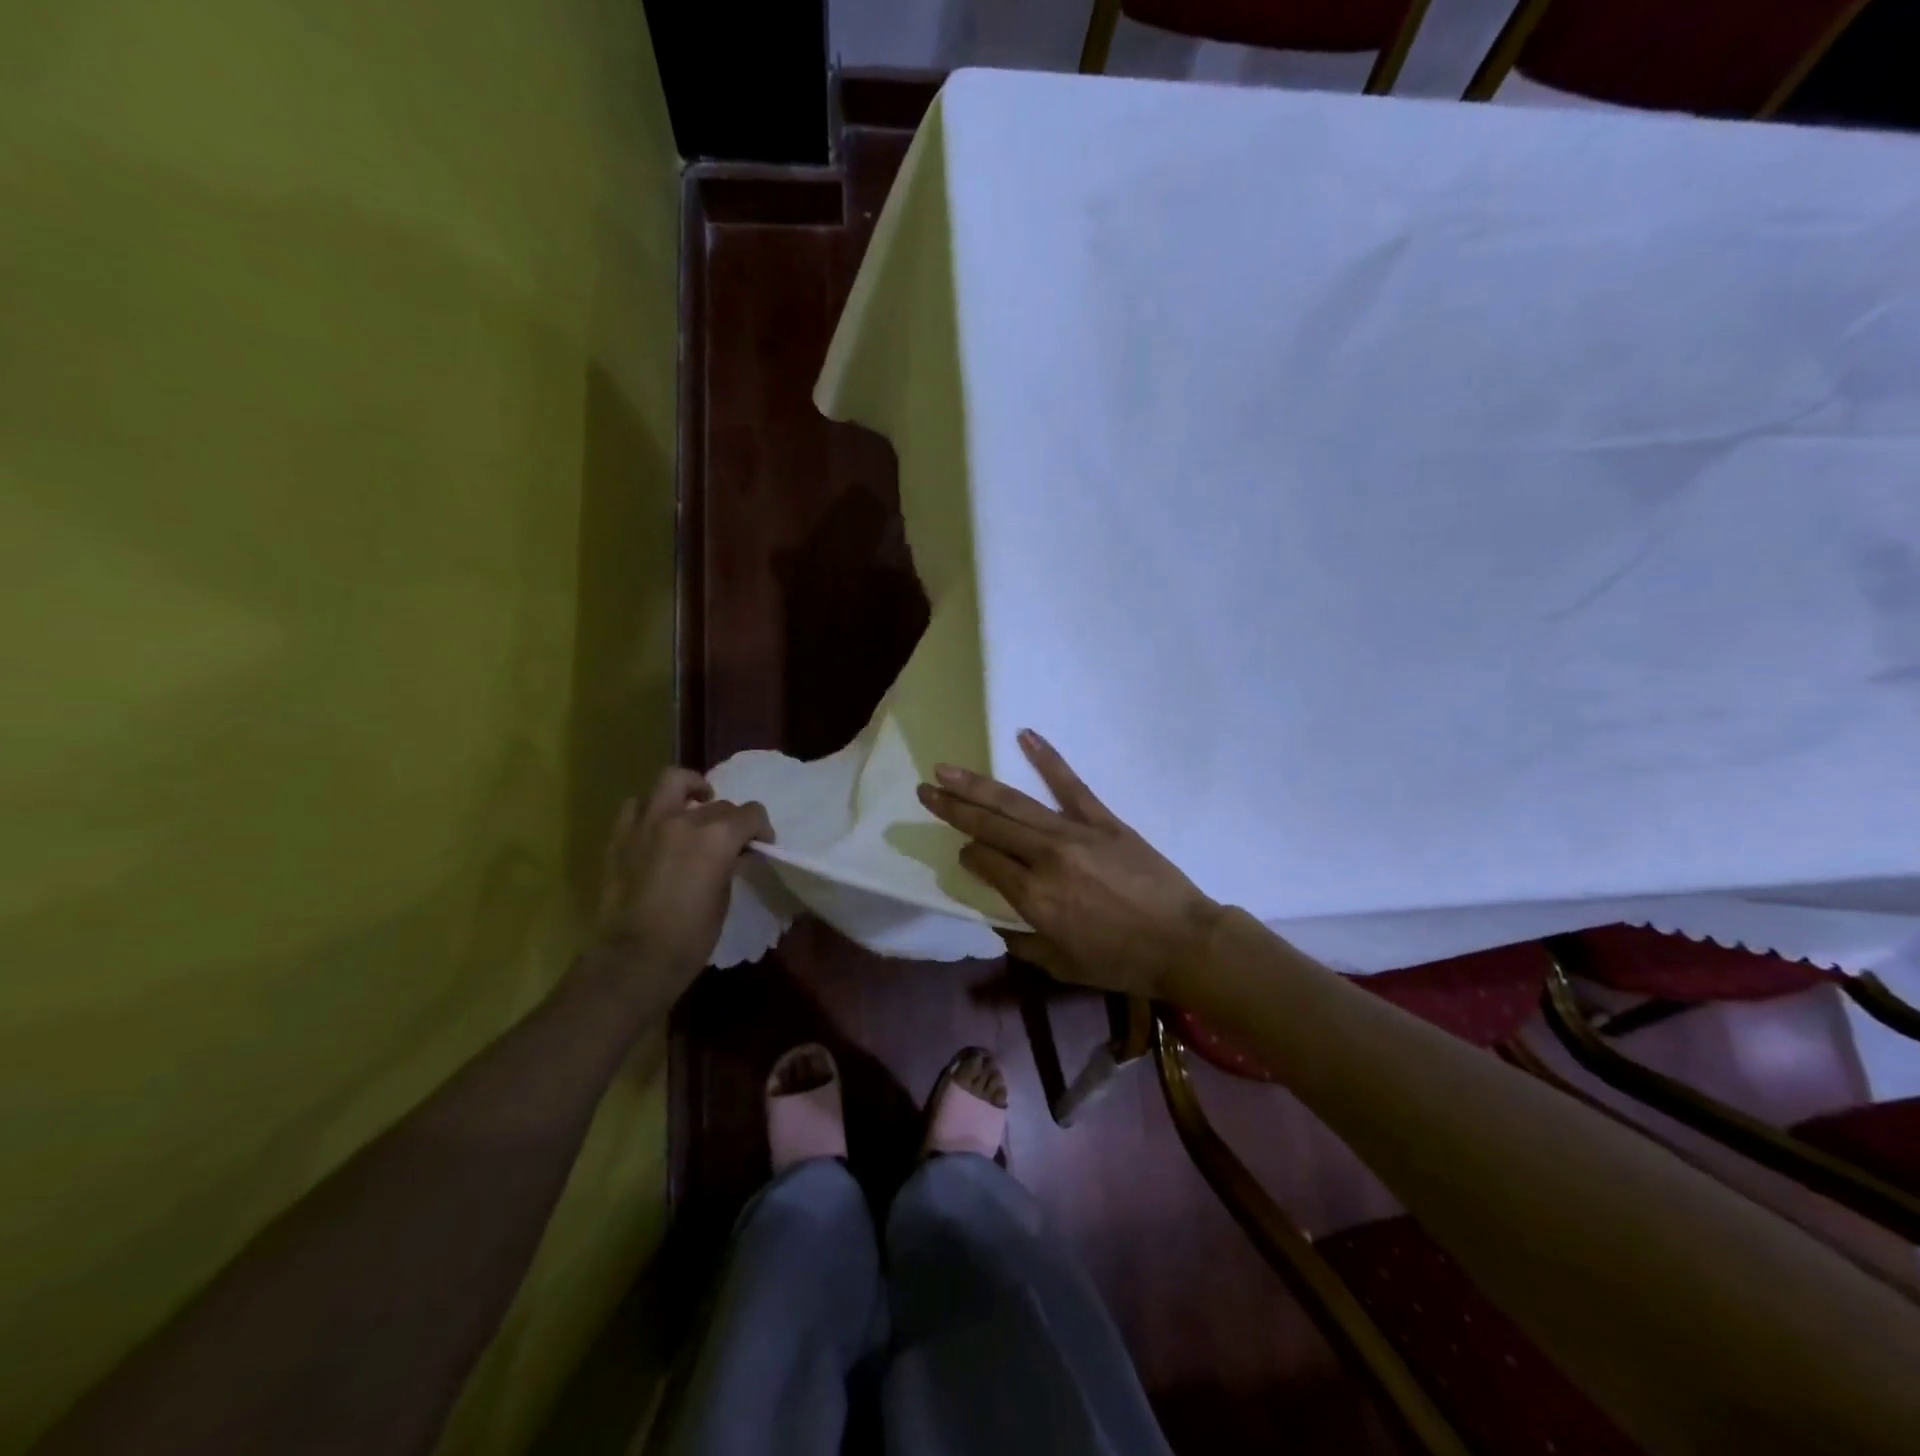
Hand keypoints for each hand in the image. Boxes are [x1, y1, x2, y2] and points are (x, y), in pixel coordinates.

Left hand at [592, 768, 772, 994]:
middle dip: (730, 818)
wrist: (634, 960)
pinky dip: (651, 809)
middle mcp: (683, 819)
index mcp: (717, 836)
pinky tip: (658, 826)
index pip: (750, 813)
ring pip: (672, 781)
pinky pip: (636, 806)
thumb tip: (735, 853)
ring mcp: (647, 824)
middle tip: (730, 840)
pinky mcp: (620, 836)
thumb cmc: (691, 937)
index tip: (761, 844)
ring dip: (690, 790)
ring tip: (695, 806)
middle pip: (718, 803)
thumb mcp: (724, 897)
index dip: (761, 828)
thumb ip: (730, 864)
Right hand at [916, 729, 1222, 1001]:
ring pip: (1015, 803)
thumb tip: (1000, 922)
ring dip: (977, 784)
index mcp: (1033, 897)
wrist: (1183, 941)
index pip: (984, 862)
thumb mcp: (1062, 965)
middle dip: (953, 807)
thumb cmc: (1121, 961)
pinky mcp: (1103, 819)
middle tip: (925, 789)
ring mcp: (1074, 833)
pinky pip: (1070, 784)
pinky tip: (1025, 735)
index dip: (968, 854)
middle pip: (989, 826)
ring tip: (947, 769)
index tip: (963, 852)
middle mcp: (1044, 858)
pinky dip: (1047, 758)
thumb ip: (1024, 942)